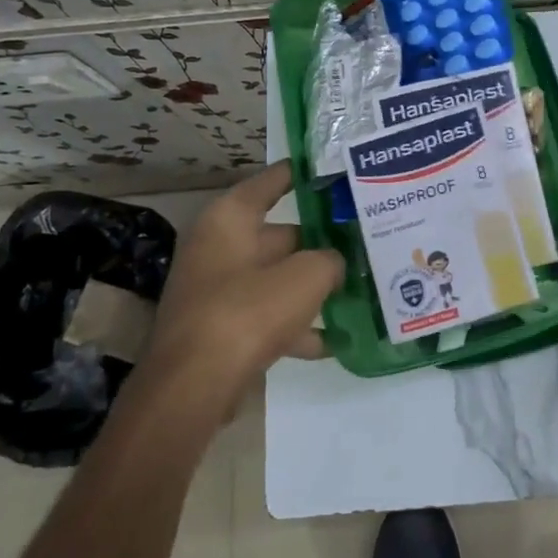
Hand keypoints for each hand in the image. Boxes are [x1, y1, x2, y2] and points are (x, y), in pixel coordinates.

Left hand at [139, 161, 343, 417]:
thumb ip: (330, 261)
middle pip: (281, 234)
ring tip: (360, 286)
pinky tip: (336, 340)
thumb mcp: (306, 277)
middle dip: (321, 241)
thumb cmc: (248, 312)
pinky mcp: (221, 329)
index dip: (303, 174)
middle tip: (364, 239)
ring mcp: (218, 290)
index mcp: (230, 219)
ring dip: (313, 286)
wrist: (193, 387)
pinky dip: (298, 326)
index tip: (335, 170)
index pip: (272, 182)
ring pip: (277, 278)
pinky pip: (268, 317)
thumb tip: (335, 265)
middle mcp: (219, 247)